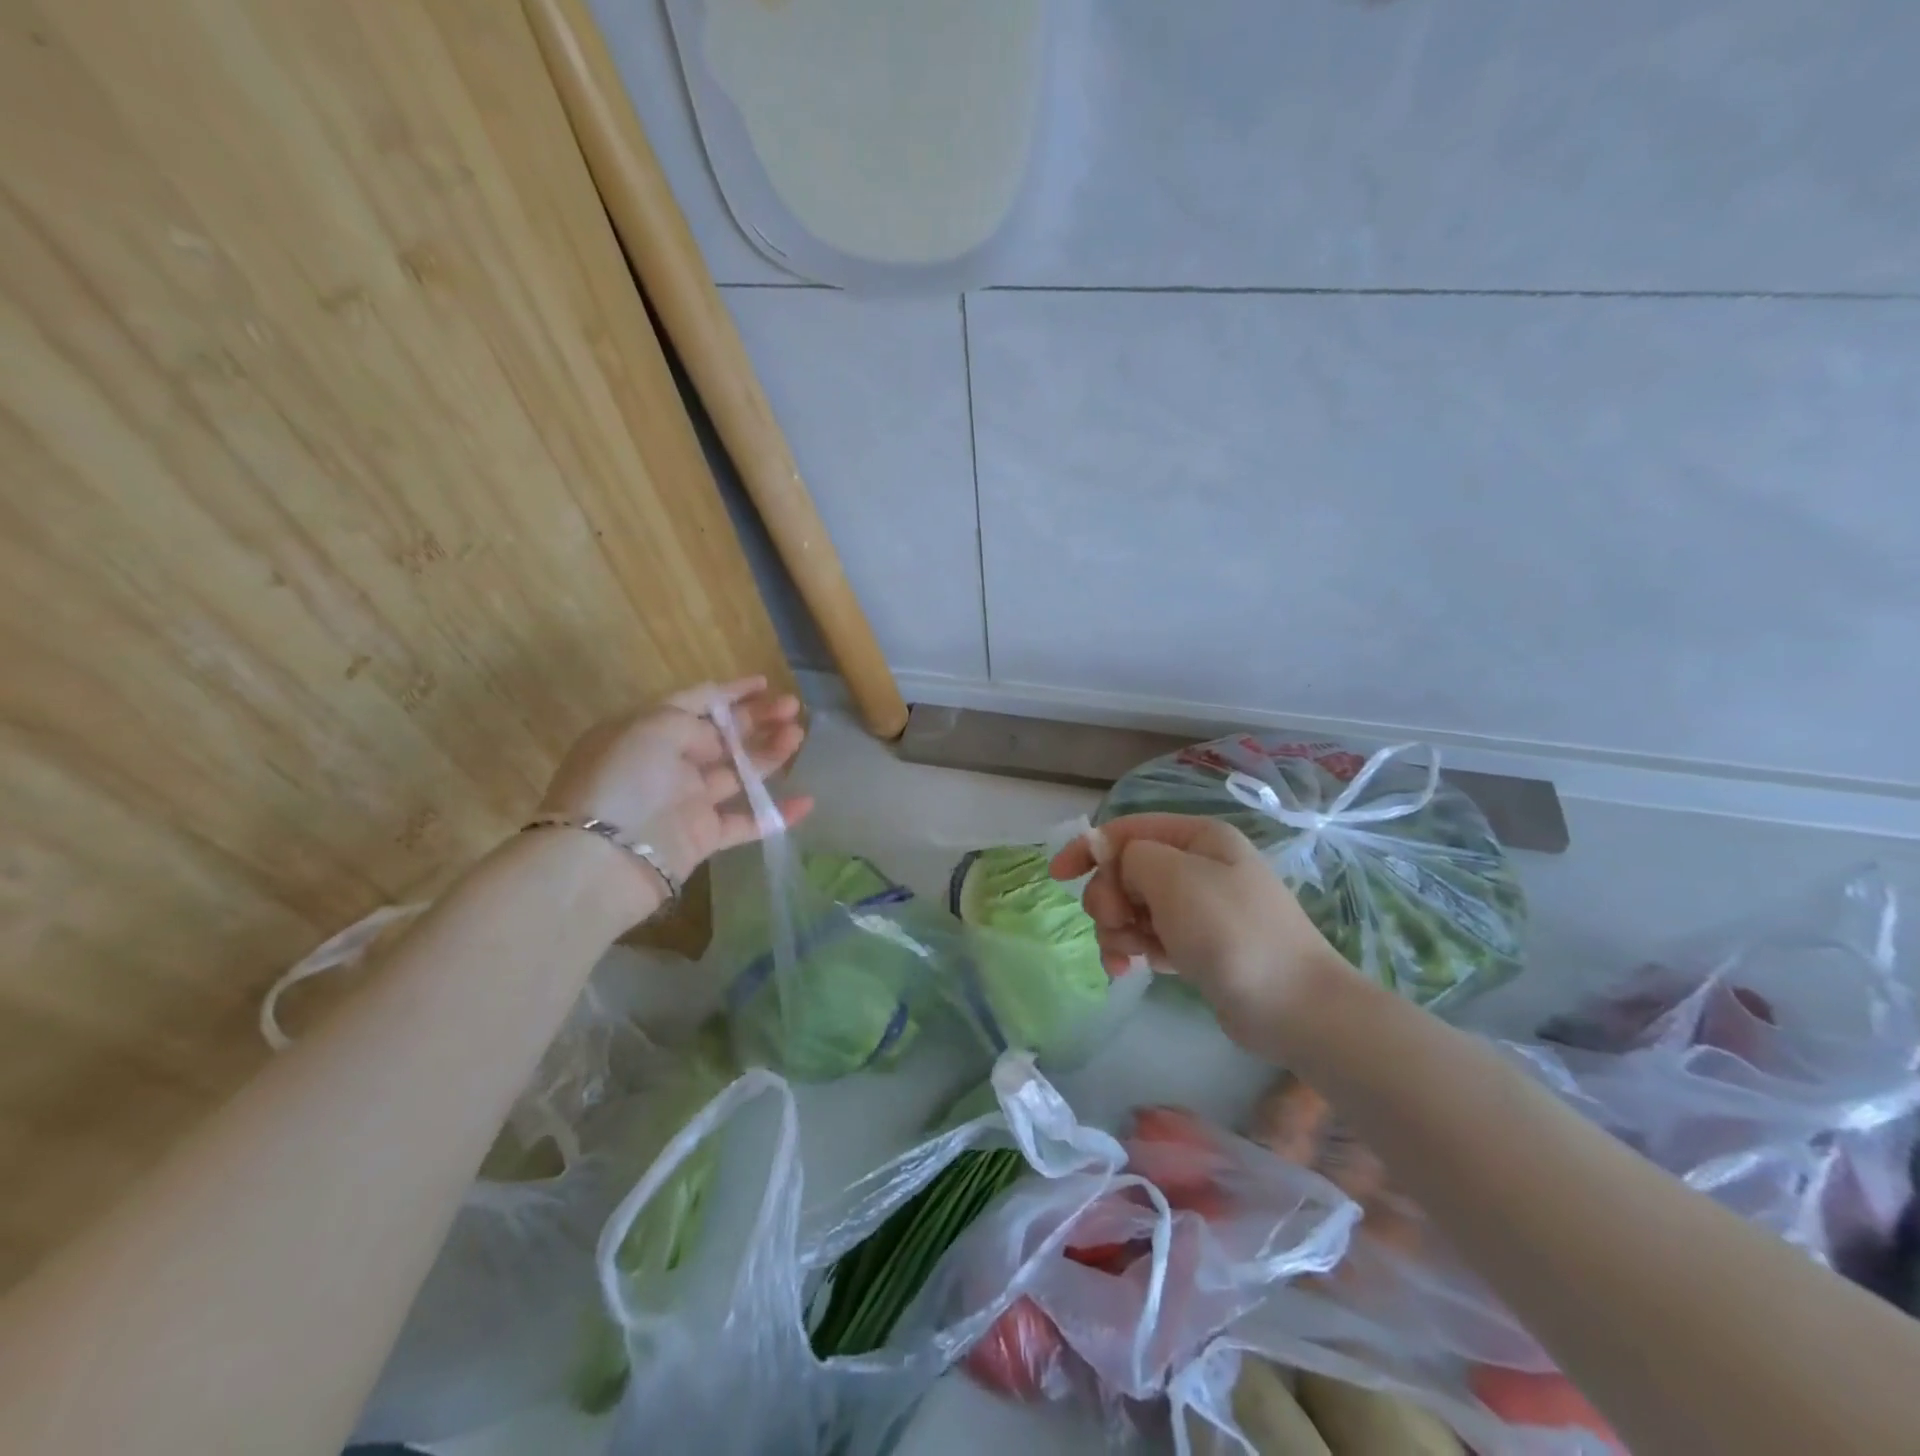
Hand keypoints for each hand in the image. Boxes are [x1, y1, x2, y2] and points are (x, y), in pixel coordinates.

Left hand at [539, 677, 812, 895]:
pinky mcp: (702, 836)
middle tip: (793, 709)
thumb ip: (693, 723)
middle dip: (757, 719)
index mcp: (647, 729)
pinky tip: (806, 802)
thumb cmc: (623, 781)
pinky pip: (745, 821)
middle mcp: (666, 762)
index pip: (695, 701)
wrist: (602, 861)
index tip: (766, 684)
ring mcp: (685, 800)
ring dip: (770, 754)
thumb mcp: (653, 728)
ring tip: (798, 737)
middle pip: (721, 735)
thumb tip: (718, 742)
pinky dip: (775, 814)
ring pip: (738, 772)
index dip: (731, 691)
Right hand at [1049, 814, 1351, 1051]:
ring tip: (1128, 957)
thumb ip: (1130, 858)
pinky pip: (1150, 937)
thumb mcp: (1173, 878)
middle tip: (1117, 925)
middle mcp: (1198, 867)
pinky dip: (1135, 950)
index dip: (1088, 848)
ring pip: (1133, 907)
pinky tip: (1132, 971)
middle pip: (1126, 871)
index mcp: (1197, 839)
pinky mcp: (1198, 946)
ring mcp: (1199, 909)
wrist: (1293, 1007)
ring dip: (1118, 930)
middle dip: (1109, 898)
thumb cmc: (1231, 932)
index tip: (1059, 877)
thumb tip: (1113, 861)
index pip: (1127, 830)